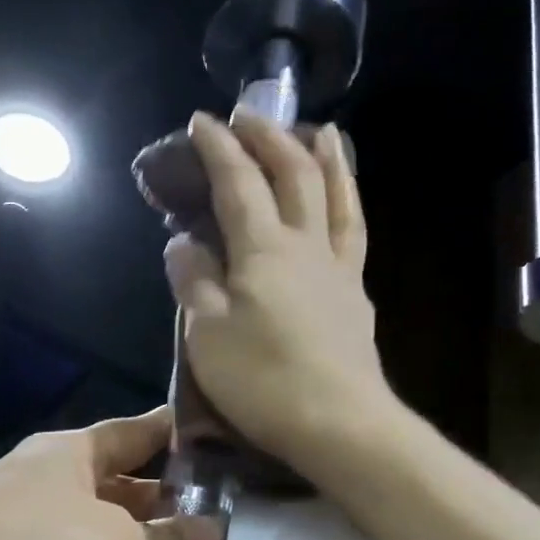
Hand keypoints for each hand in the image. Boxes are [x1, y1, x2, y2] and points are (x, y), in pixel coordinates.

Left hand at [0, 408, 219, 539]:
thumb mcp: (114, 536)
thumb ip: (166, 538)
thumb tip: (214, 531)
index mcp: (73, 456)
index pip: (134, 434)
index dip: (175, 434)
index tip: (222, 437)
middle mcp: (64, 495)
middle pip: (130, 494)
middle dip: (176, 507)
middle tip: (239, 518)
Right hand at [163, 110, 394, 472]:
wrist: (340, 425)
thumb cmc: (263, 381)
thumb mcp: (207, 334)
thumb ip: (194, 282)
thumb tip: (183, 243)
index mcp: (263, 249)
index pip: (237, 183)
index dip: (218, 148)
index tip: (201, 121)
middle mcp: (306, 246)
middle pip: (294, 175)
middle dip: (270, 138)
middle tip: (251, 115)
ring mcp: (339, 270)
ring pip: (338, 198)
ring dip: (328, 159)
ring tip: (324, 132)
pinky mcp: (357, 298)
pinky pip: (355, 234)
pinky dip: (348, 206)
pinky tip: (344, 209)